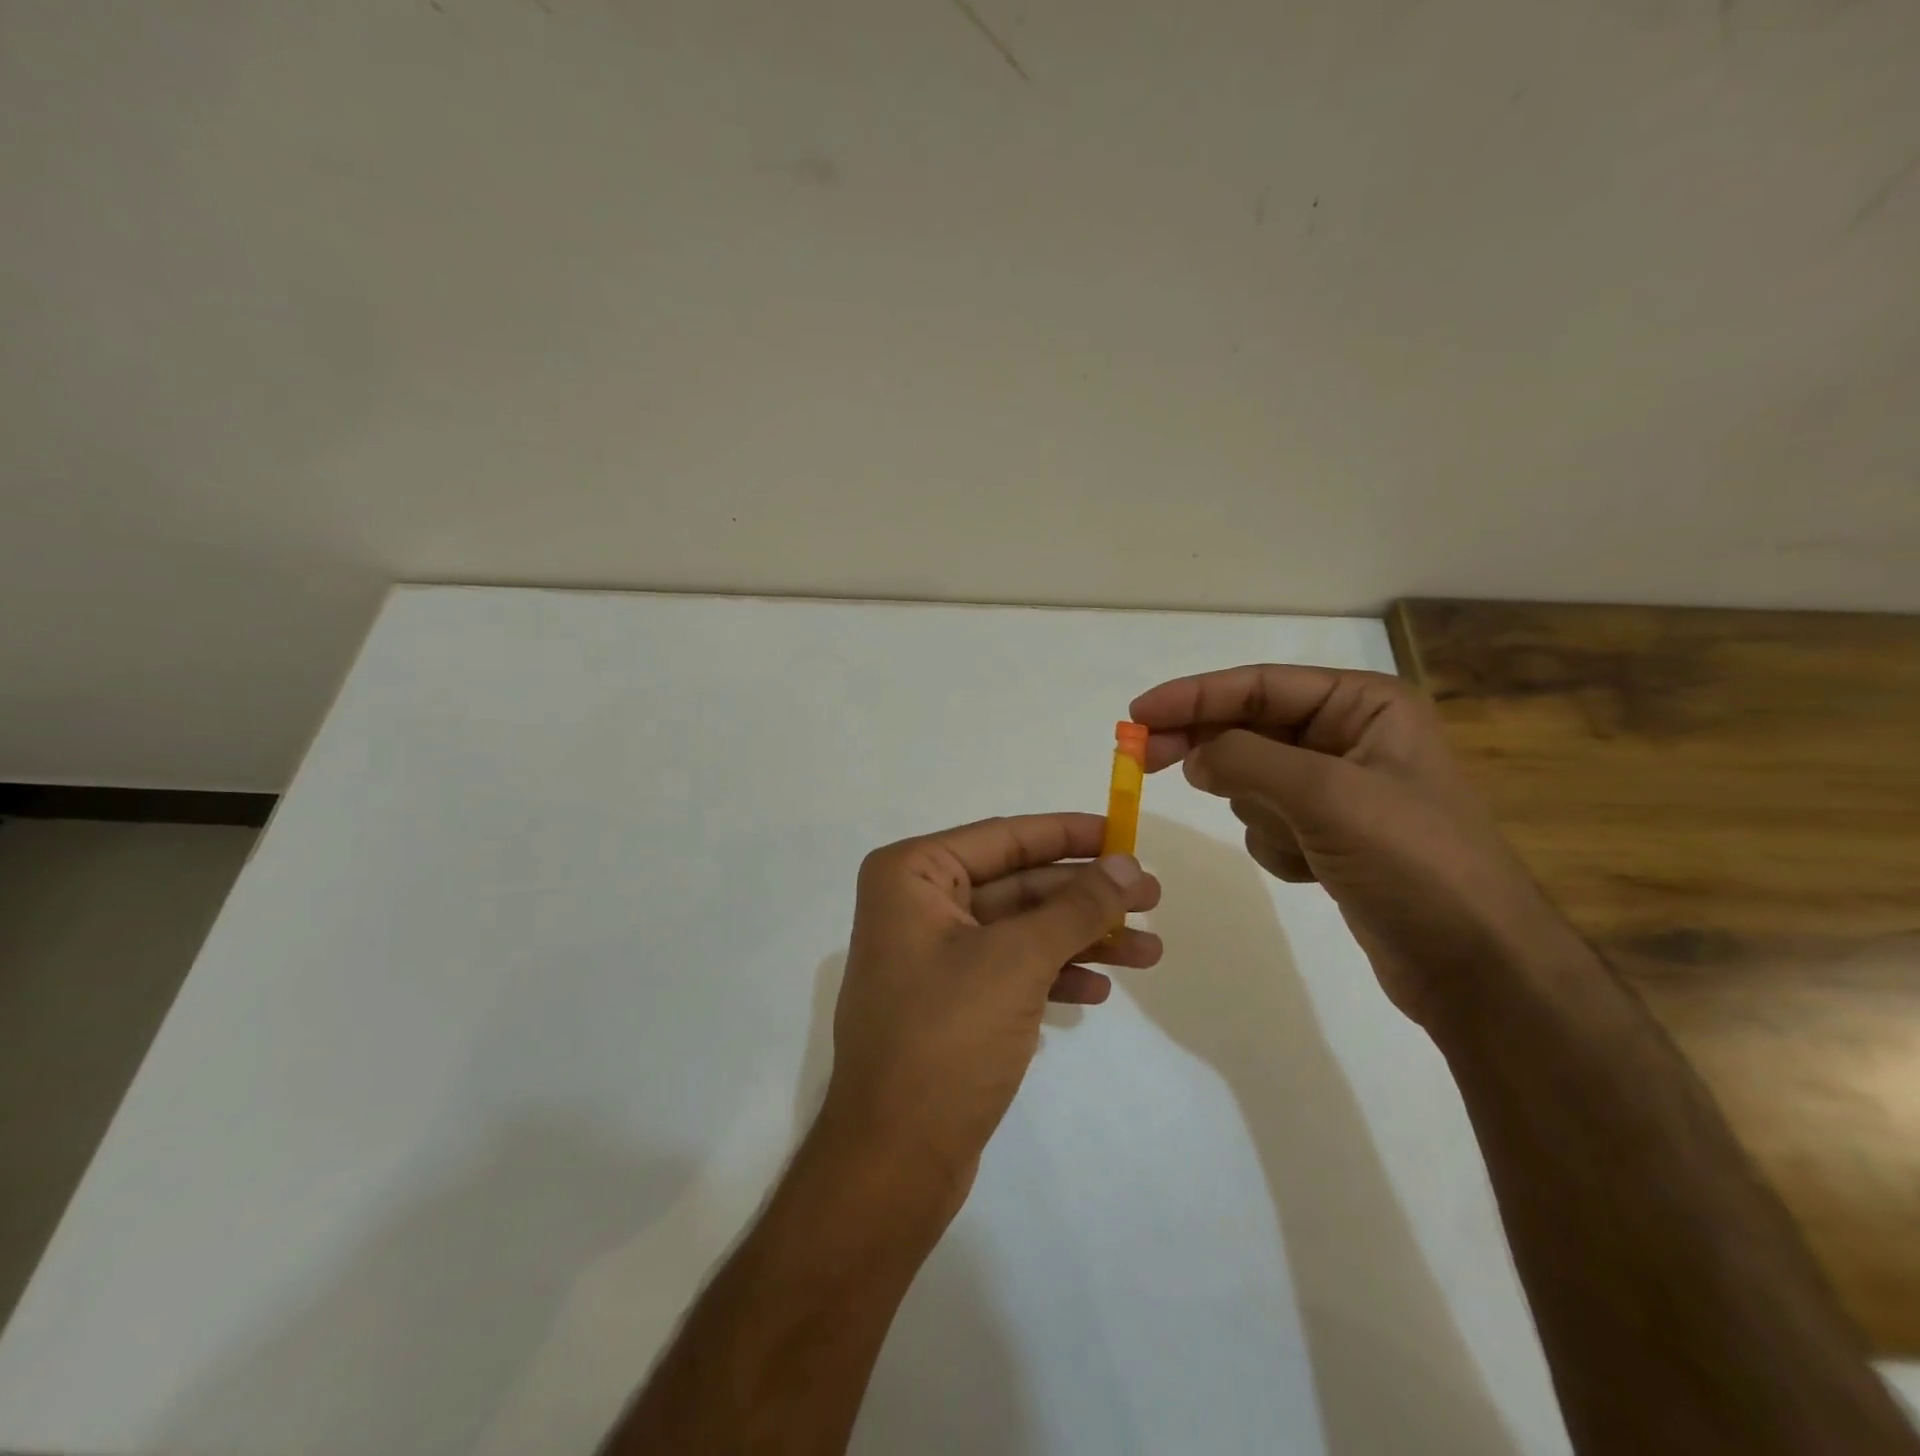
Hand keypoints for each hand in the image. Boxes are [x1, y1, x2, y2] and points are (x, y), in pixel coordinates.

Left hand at [821, 814, 1161, 1210]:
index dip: (1069, 833)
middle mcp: (917, 905)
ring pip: (1021, 930)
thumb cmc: (947, 1037)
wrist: (894, 1159)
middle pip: (1018, 883)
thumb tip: (1127, 864)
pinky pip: (1011, 970)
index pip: (1004, 838)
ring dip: (1082, 938)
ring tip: (1150, 952)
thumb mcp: (1018, 961)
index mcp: (912, 875)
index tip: (1125, 832)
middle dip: (1085, 894)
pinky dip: (1054, 975)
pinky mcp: (950, 1001)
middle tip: (1153, 896)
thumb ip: (1076, 908)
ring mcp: (933, 955)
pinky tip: (1099, 991)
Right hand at [1130, 666, 1573, 1026]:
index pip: (1260, 686)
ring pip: (1253, 780)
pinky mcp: (1329, 835)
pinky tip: (1313, 870)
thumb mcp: (1325, 796)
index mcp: (1364, 706)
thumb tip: (1193, 755)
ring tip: (1302, 844)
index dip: (1193, 697)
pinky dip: (1276, 845)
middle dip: (1209, 750)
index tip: (1138, 715)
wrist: (1474, 965)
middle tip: (1145, 761)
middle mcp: (1350, 737)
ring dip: (1260, 812)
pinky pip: (1268, 822)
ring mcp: (1338, 789)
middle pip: (1248, 729)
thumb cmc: (1413, 862)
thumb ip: (1246, 760)